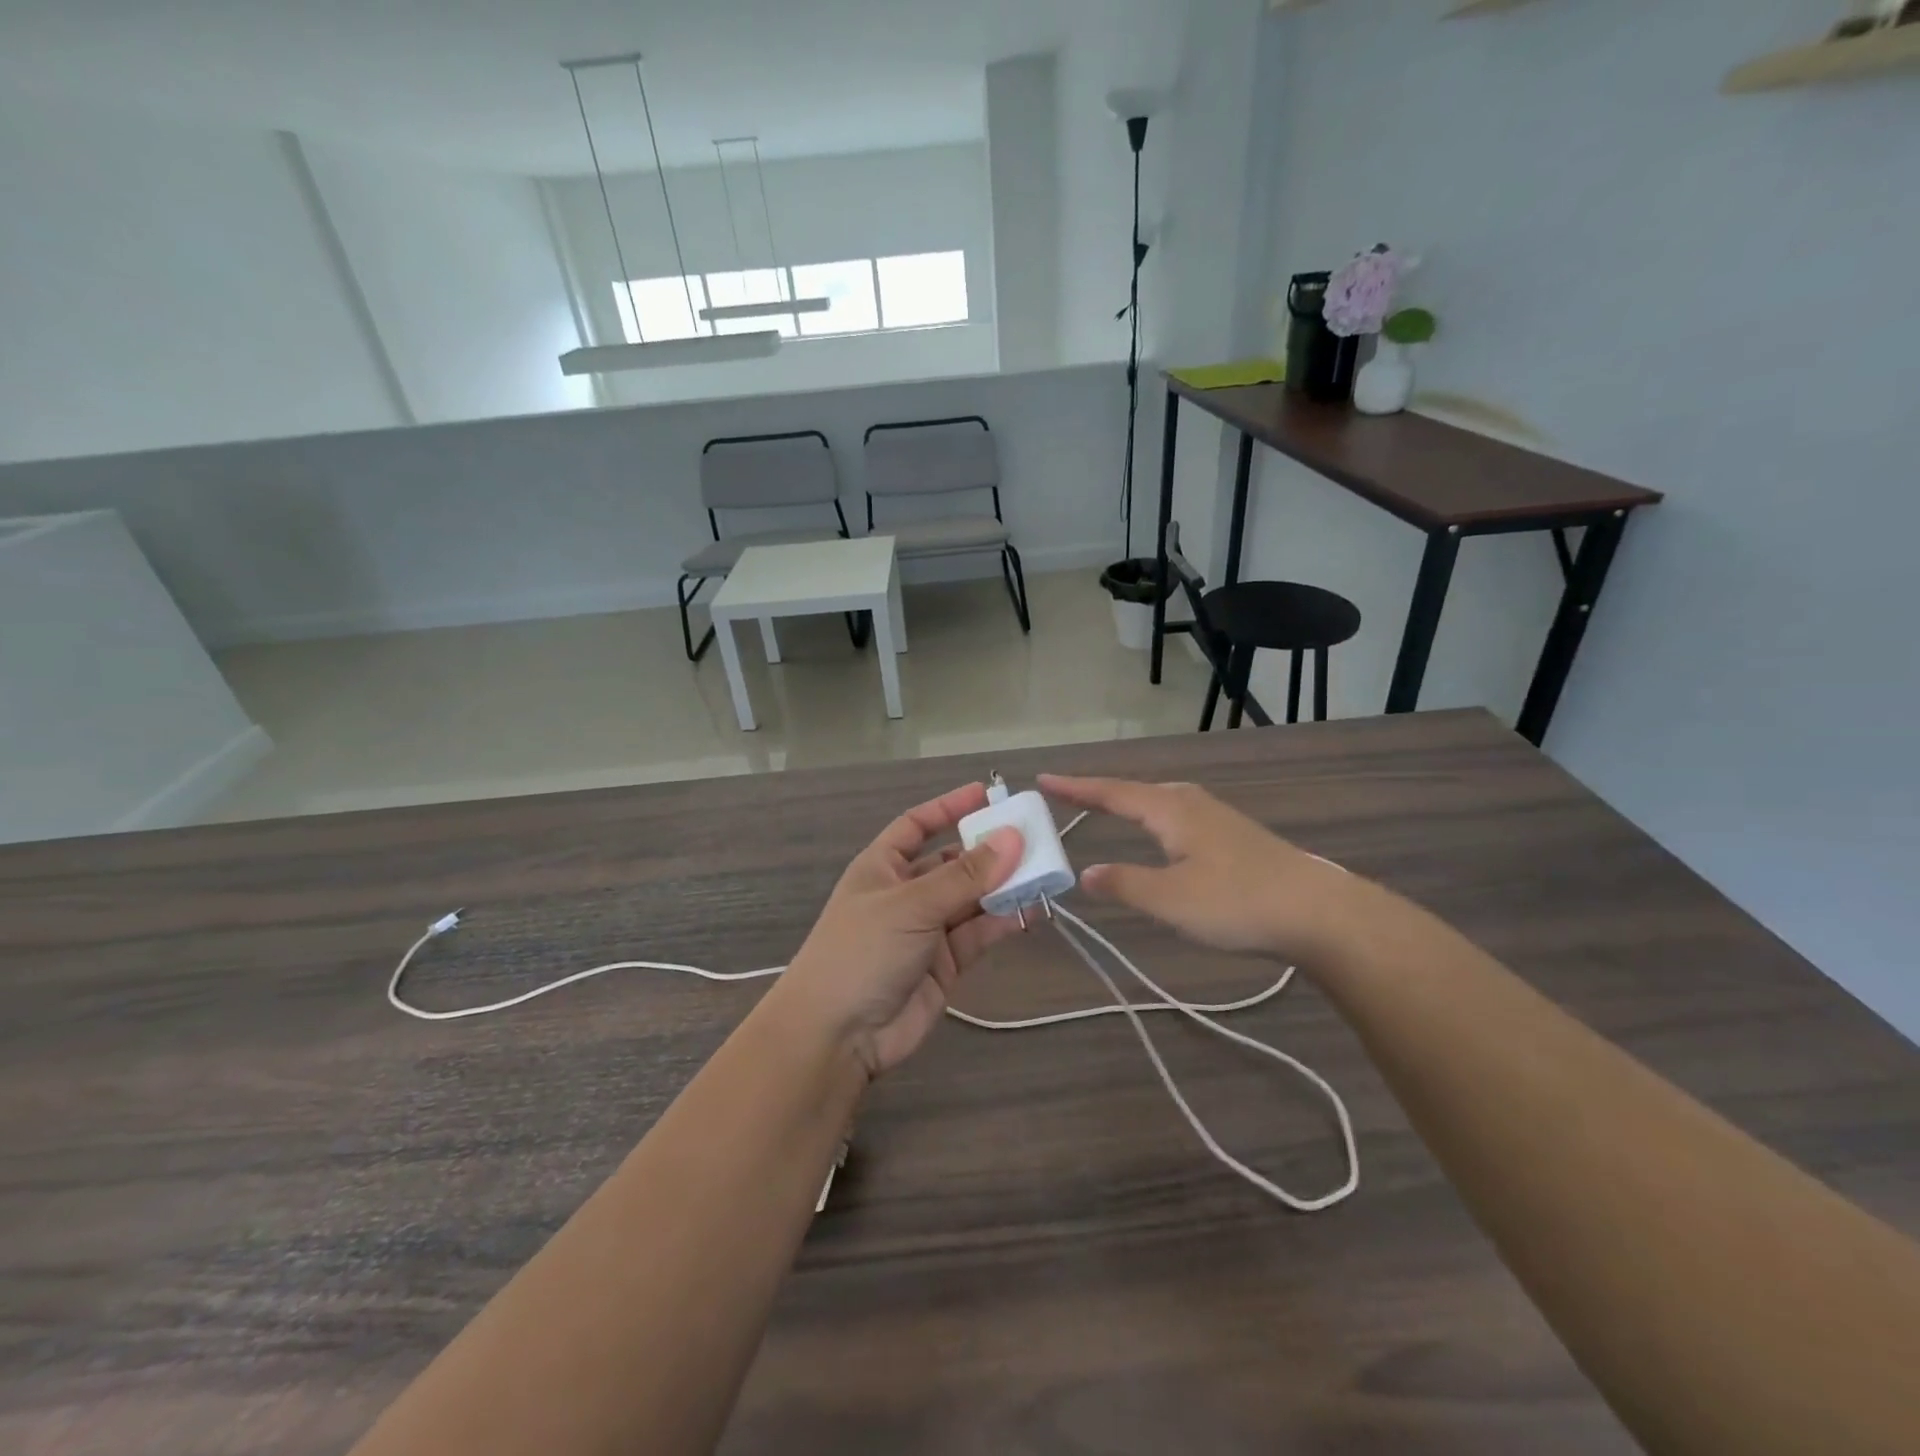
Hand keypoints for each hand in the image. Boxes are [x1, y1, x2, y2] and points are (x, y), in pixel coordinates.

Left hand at [772, 783, 1024, 1078]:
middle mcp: (905, 894)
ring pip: (971, 899)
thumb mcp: (911, 905)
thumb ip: (964, 876)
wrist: (837, 1036)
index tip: (987, 794)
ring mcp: (926, 930)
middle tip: (1032, 837)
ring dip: (1002, 886)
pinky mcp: (945, 964)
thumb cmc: (862, 952)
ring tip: (1043, 871)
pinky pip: (978, 933)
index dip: (948, 807)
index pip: (917, 825)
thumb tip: (1012, 838)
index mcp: (882, 867)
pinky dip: (1003, 921)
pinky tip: (1032, 909)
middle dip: (987, 851)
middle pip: (952, 862)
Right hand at [1040, 775, 1361, 962]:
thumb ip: (1123, 884)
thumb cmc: (1237, 902)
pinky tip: (1165, 836)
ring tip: (1108, 808)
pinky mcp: (1236, 837)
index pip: (1112, 792)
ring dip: (1130, 803)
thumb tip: (1085, 874)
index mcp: (1171, 810)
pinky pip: (1179, 816)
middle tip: (1069, 795)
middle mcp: (1192, 804)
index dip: (1076, 788)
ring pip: (1162, 801)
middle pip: (1137, 790)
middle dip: (1101, 792)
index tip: (1043, 778)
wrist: (1319, 913)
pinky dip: (1154, 818)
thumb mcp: (1169, 900)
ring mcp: (1218, 818)